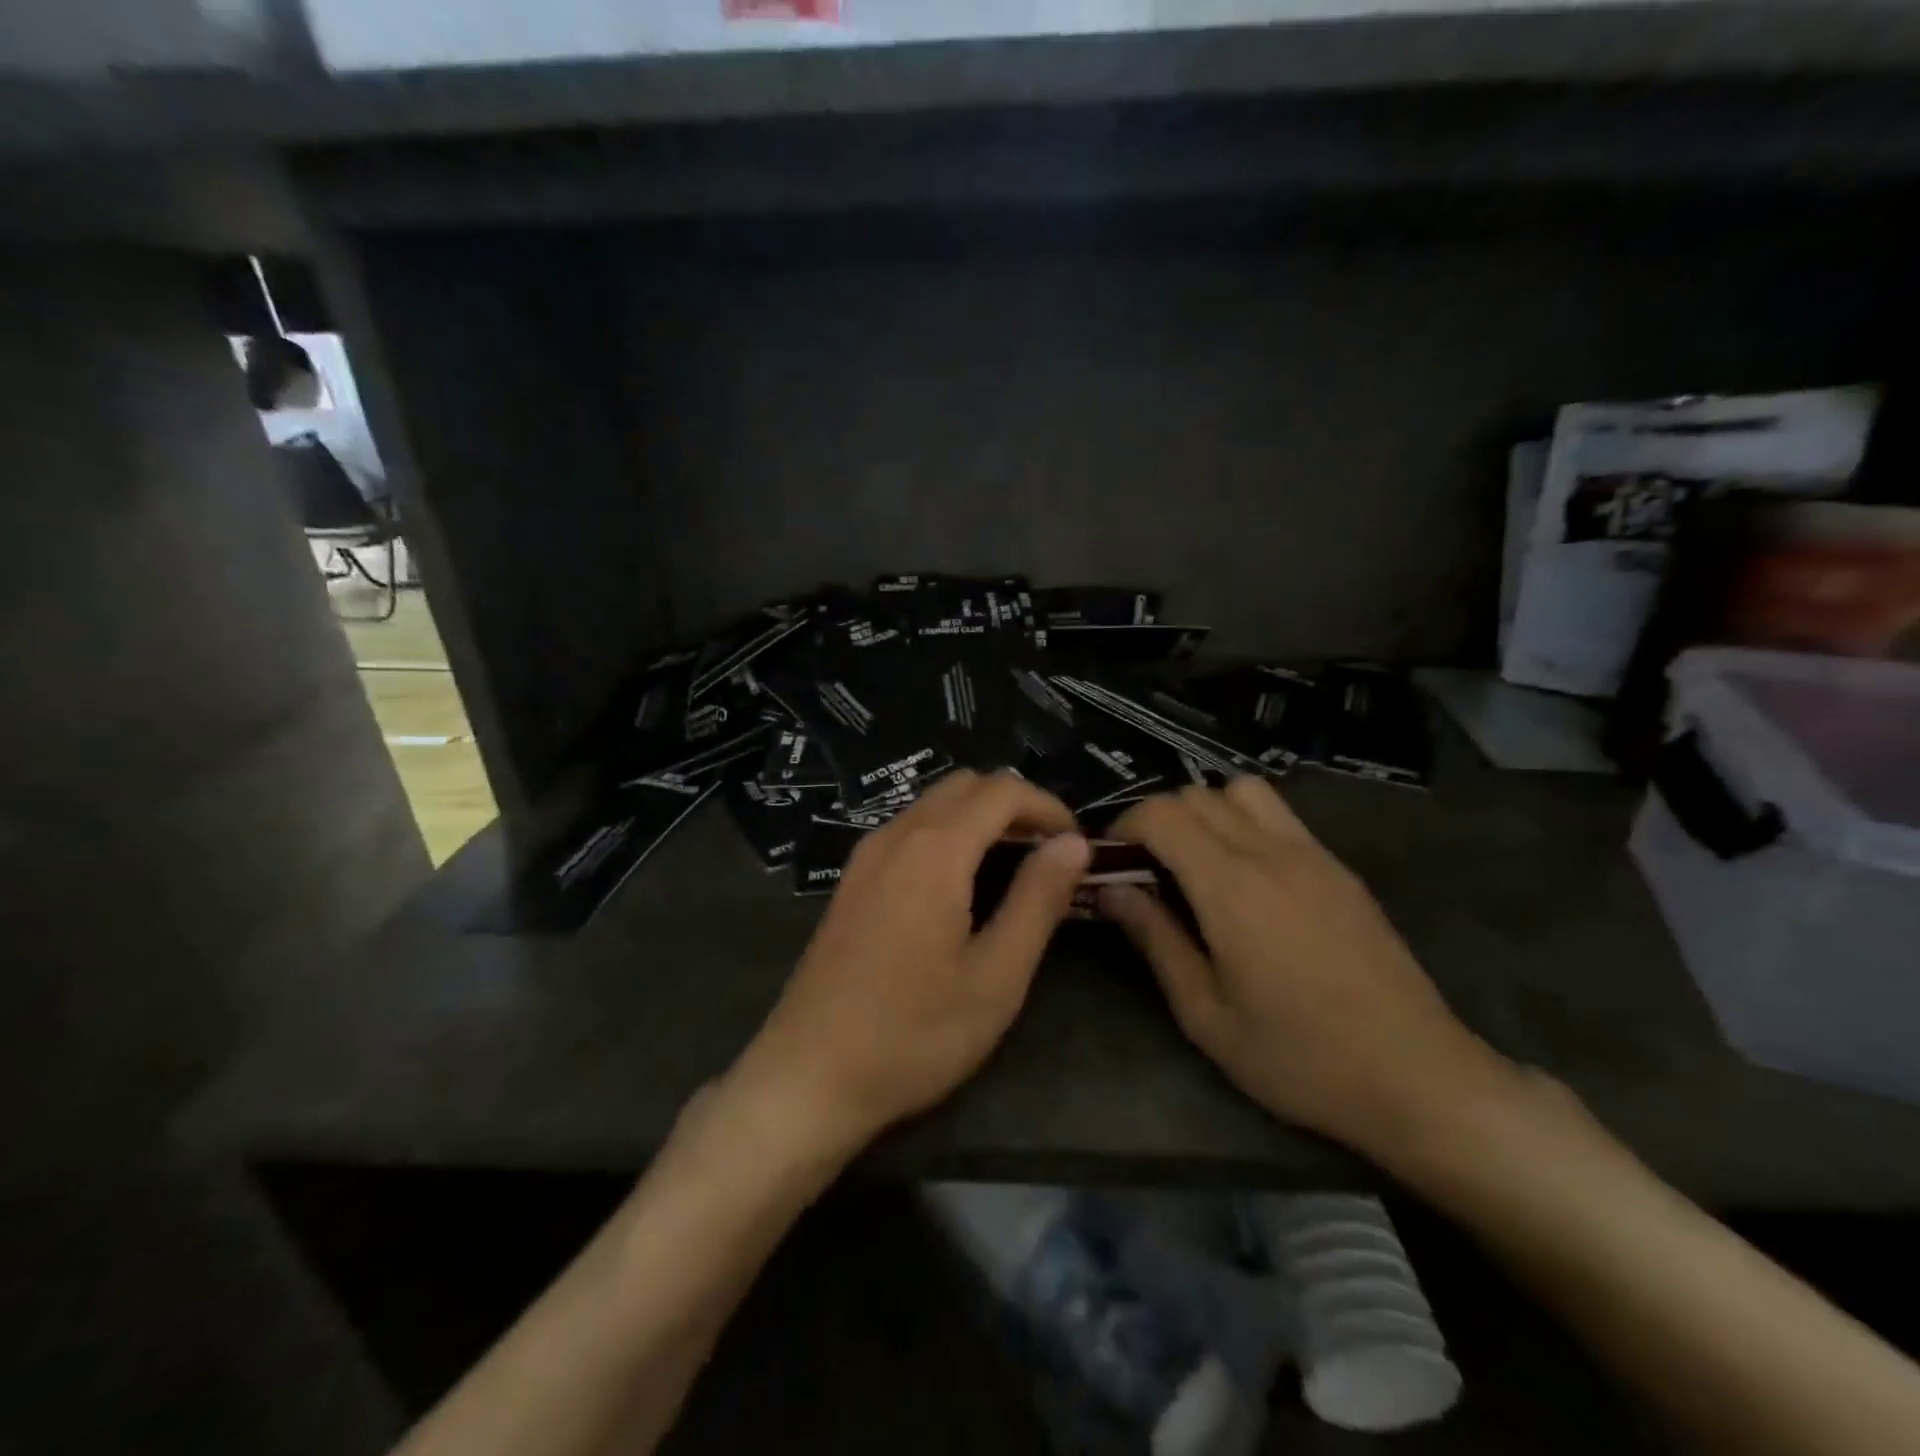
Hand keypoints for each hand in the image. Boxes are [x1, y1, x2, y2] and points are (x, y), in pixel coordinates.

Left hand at [731, 770, 1091, 1156]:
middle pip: (964, 786)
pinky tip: (960, 888)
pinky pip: (908, 831)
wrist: (808, 1076)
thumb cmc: (913, 1033)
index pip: (1002, 790)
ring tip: (1013, 870)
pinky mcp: (851, 882)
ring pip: (932, 805)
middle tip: (1048, 856)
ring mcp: (865, 857)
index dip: (1048, 806)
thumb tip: (1072, 843)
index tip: (1076, 845)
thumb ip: (1037, 899)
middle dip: (1014, 806)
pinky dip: (947, 836)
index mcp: (934, 850)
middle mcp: (895, 836)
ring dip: (979, 819)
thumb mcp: (995, 976)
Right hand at [1101, 777, 1516, 1162]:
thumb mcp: (1206, 1014)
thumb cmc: (1299, 1057)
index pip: (1161, 814)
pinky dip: (1244, 823)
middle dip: (1156, 820)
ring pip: (1241, 791)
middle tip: (1145, 869)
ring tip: (1196, 863)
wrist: (1417, 1078)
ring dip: (1205, 812)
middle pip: (1195, 794)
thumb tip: (1110, 889)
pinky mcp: (1339, 868)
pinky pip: (1279, 816)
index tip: (1110, 863)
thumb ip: (1155, 940)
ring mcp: (1312, 854)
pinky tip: (1246, 878)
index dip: (1123, 827)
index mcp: (1231, 887)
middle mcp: (1270, 852)